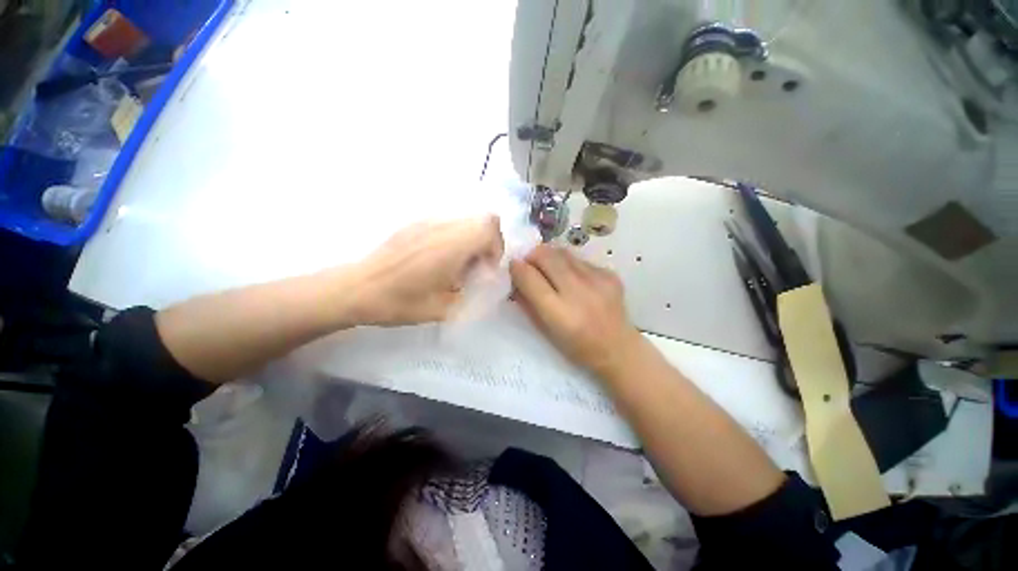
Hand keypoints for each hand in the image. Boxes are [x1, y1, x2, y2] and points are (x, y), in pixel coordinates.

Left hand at [353, 216, 503, 325]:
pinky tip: (439, 257)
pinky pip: (448, 222)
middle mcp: (442, 227)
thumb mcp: (442, 309)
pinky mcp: (415, 223)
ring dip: (472, 237)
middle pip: (483, 217)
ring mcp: (427, 222)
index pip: (489, 227)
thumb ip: (470, 293)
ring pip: (466, 218)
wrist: (358, 288)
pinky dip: (455, 236)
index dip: (496, 246)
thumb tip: (481, 280)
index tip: (486, 267)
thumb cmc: (400, 302)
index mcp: (451, 247)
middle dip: (488, 240)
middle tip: (476, 264)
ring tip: (457, 262)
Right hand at [509, 245, 645, 378]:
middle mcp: (580, 292)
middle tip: (530, 264)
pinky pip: (580, 259)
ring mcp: (598, 280)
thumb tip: (515, 277)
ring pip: (563, 252)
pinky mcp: (610, 274)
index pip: (530, 278)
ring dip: (550, 257)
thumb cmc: (577, 347)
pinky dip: (569, 264)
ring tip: (550, 270)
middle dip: (532, 256)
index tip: (513, 266)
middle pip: (547, 256)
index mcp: (560, 314)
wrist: (618, 349)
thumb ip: (527, 303)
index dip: (517, 268)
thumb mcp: (545, 331)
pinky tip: (573, 278)